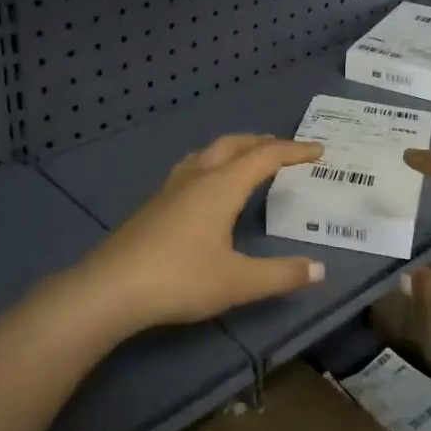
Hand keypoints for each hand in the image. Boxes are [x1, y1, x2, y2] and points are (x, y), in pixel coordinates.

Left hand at [67, 134, 326, 331]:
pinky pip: (192, 167)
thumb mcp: (238, 282)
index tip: (318, 151)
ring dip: (235, 149)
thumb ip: (281, 274)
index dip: (294, 151)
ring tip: (248, 160)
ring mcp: (171, 187)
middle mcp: (197, 176)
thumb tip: (319, 268)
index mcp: (222, 186)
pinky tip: (207, 187)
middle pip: (235, 144)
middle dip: (263, 142)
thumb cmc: (180, 279)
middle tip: (285, 151)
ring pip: (208, 152)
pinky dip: (212, 164)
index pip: (265, 156)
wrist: (110, 289)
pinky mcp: (153, 203)